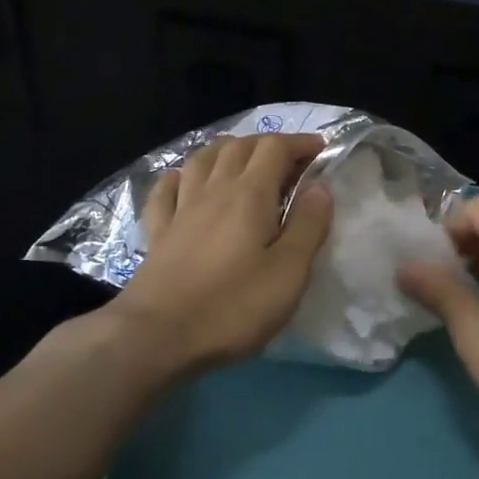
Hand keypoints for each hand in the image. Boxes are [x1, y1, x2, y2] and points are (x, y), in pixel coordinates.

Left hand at [106, 133, 332, 377]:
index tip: (321, 150)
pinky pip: (166, 189)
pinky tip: (184, 180)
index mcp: (249, 195)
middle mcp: (213, 189)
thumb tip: (320, 187)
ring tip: (242, 159)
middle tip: (289, 160)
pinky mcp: (157, 231)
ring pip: (202, 160)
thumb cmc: (233, 306)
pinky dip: (180, 176)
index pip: (275, 148)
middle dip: (267, 144)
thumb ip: (307, 226)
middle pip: (239, 147)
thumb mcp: (288, 273)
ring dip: (226, 150)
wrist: (157, 335)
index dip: (299, 143)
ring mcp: (180, 209)